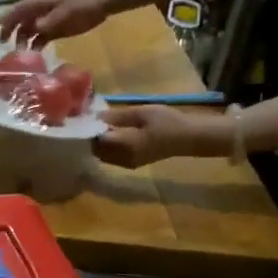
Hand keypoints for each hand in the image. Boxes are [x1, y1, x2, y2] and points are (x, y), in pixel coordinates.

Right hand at [0, 0, 111, 47]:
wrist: (103, 3)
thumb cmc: (84, 4)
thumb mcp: (67, 12)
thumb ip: (50, 21)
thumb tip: (34, 28)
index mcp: (41, 3)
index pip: (20, 9)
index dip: (8, 17)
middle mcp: (41, 12)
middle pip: (21, 20)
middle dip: (11, 30)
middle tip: (4, 44)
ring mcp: (48, 21)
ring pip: (29, 30)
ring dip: (23, 41)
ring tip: (21, 54)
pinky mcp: (55, 29)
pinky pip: (41, 38)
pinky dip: (36, 45)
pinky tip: (35, 55)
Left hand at [93, 105, 226, 168]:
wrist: (188, 137)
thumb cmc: (167, 121)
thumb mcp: (141, 112)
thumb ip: (116, 116)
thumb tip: (95, 117)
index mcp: (125, 146)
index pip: (96, 140)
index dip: (90, 129)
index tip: (88, 117)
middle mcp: (122, 159)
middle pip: (96, 150)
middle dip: (93, 137)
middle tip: (96, 121)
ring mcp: (127, 164)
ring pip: (102, 156)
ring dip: (100, 143)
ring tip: (105, 126)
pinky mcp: (131, 165)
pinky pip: (111, 158)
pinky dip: (108, 148)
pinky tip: (114, 135)